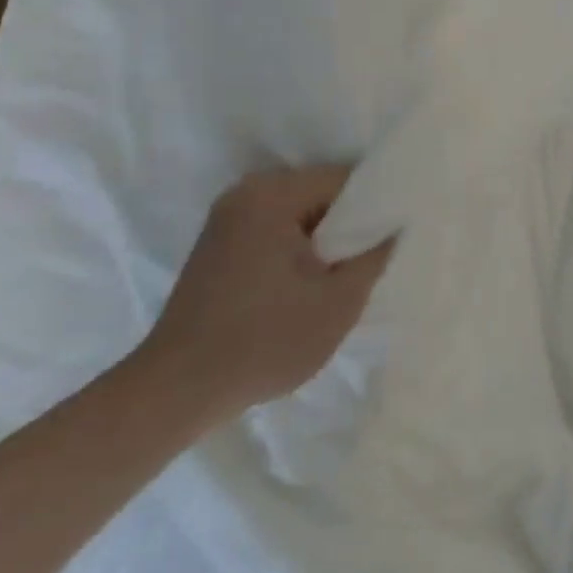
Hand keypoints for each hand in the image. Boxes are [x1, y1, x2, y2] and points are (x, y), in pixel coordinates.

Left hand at [136, 164, 394, 420]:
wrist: (176, 393)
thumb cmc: (265, 341)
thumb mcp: (340, 301)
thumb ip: (375, 253)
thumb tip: (394, 226)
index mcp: (273, 195)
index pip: (346, 180)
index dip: (378, 206)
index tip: (396, 237)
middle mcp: (246, 193)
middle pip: (322, 193)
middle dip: (350, 224)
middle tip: (372, 261)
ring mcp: (227, 218)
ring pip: (301, 214)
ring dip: (325, 240)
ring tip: (343, 276)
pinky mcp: (218, 245)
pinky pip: (276, 230)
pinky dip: (298, 250)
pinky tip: (309, 284)